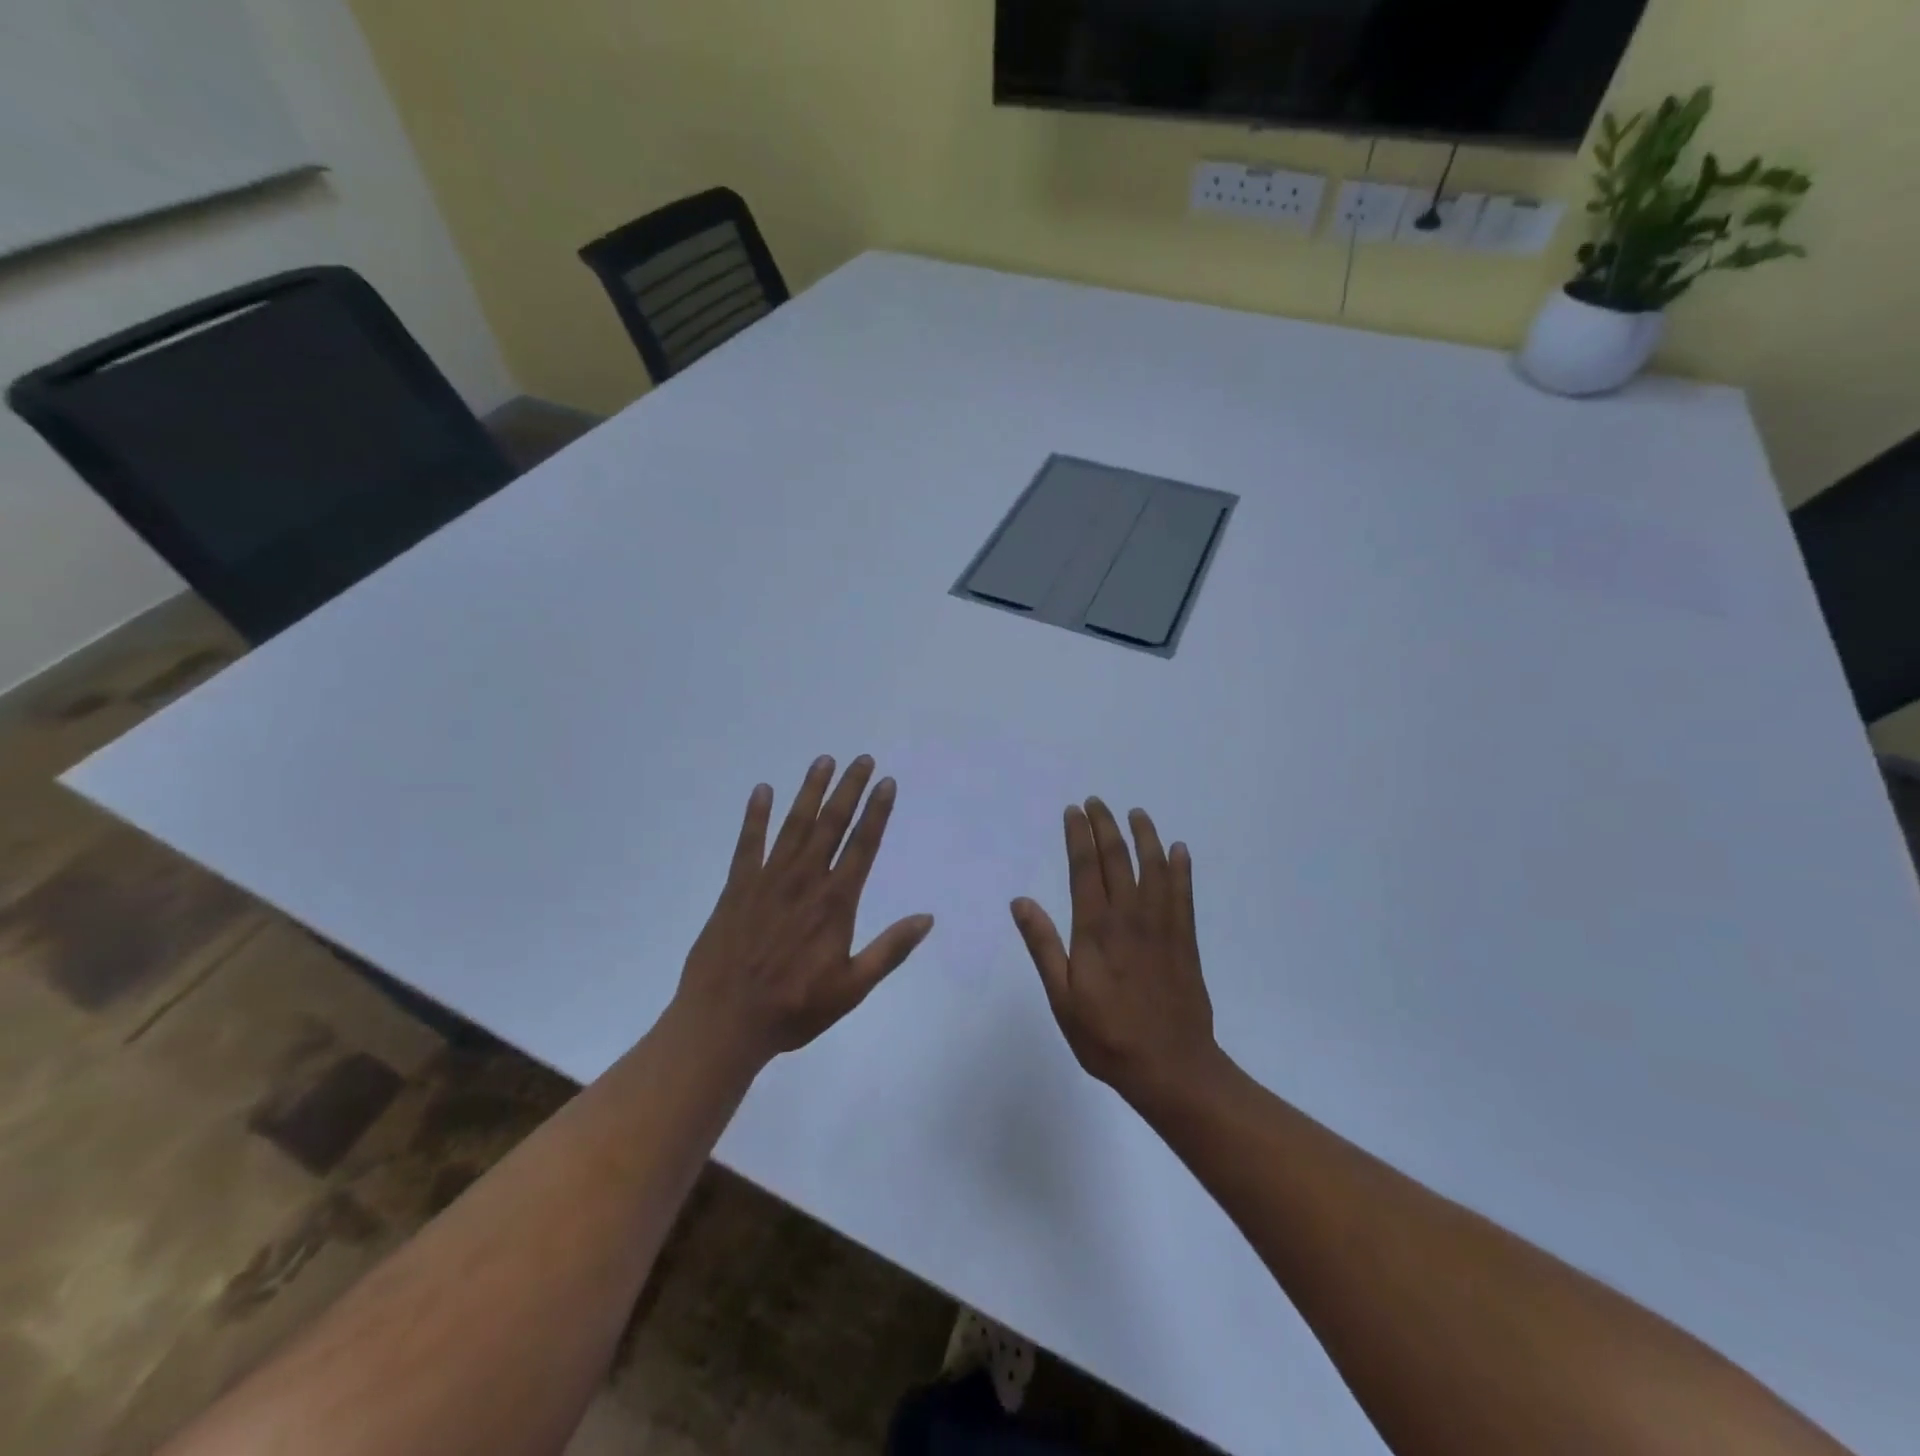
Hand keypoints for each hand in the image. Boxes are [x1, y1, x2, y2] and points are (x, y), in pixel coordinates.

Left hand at [674, 755, 933, 1067]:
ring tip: (823, 761)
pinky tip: (762, 790)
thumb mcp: (852, 988)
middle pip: (831, 825)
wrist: (724, 1022)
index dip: (877, 812)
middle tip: (861, 759)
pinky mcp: (737, 887)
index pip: (863, 845)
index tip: (886, 783)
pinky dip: (755, 816)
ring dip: (810, 792)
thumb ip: (890, 950)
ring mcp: (768, 880)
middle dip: (848, 789)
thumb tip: (927, 918)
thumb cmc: (794, 1009)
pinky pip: (748, 843)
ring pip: (794, 825)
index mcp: (835, 903)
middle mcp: (805, 881)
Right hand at [1011, 799, 1220, 1104]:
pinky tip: (1179, 850)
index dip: (1079, 836)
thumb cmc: (1106, 1036)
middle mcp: (1130, 917)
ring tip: (1137, 813)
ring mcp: (1161, 926)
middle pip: (1118, 859)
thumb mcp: (1062, 997)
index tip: (1074, 811)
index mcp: (1096, 929)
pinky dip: (1181, 868)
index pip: (1085, 869)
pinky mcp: (1184, 940)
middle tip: (1097, 802)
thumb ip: (1043, 946)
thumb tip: (1021, 901)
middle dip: (1106, 826)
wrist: (1170, 1066)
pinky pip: (1183, 894)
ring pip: (1154, 868)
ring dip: (1145, 836)